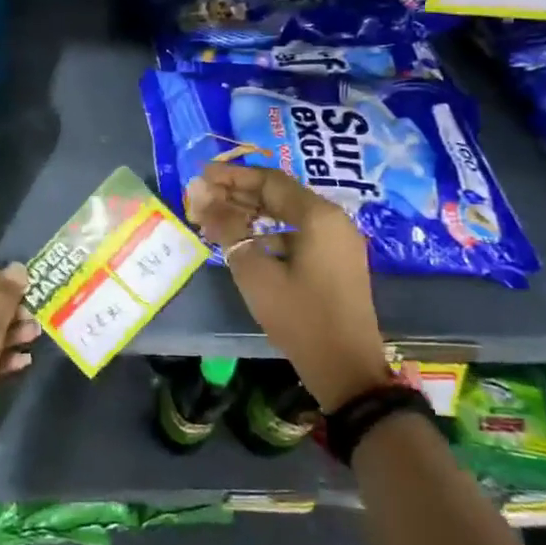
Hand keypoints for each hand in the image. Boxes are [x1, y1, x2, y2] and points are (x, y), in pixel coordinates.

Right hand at [185, 163, 390, 411]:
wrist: (347, 369)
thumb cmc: (299, 317)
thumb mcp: (255, 271)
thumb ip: (226, 226)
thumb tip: (198, 192)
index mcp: (318, 215)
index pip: (269, 180)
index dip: (232, 175)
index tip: (201, 175)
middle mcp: (333, 220)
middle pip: (279, 194)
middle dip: (239, 193)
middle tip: (202, 197)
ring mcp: (338, 241)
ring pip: (288, 213)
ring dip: (252, 212)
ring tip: (216, 218)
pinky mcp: (336, 261)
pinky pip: (297, 232)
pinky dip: (268, 231)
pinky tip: (244, 242)